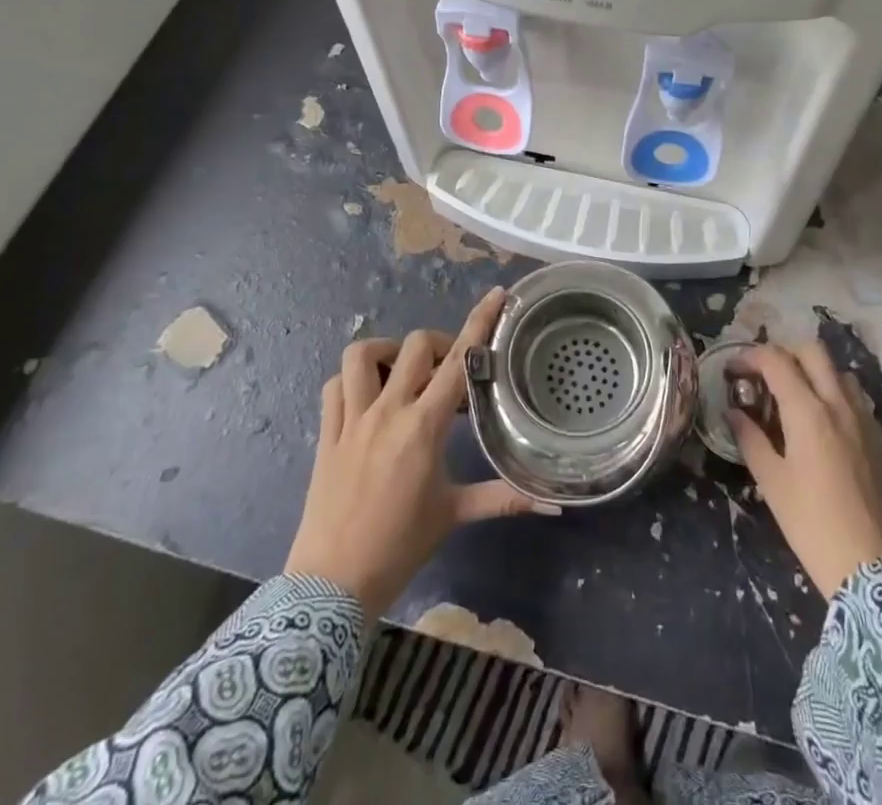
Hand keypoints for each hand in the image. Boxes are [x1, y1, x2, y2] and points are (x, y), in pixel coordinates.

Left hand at [285, 287, 551, 616]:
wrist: (333, 585)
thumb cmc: (400, 547)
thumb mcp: (454, 515)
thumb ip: (503, 499)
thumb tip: (554, 503)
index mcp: (423, 427)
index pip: (457, 361)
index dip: (479, 323)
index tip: (495, 296)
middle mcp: (387, 411)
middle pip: (415, 346)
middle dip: (438, 345)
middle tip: (449, 372)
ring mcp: (351, 419)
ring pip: (362, 355)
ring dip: (386, 351)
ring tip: (401, 372)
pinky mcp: (326, 433)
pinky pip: (335, 385)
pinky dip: (352, 379)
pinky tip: (366, 395)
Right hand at [729, 342, 881, 597]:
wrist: (872, 570)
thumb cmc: (812, 525)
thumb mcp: (771, 482)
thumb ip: (750, 438)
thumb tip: (734, 412)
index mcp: (808, 412)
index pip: (776, 360)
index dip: (750, 357)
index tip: (732, 371)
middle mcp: (839, 405)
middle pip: (812, 352)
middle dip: (783, 354)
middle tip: (763, 377)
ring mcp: (864, 420)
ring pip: (838, 372)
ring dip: (812, 372)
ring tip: (793, 398)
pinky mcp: (879, 440)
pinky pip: (855, 398)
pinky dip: (833, 394)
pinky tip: (821, 424)